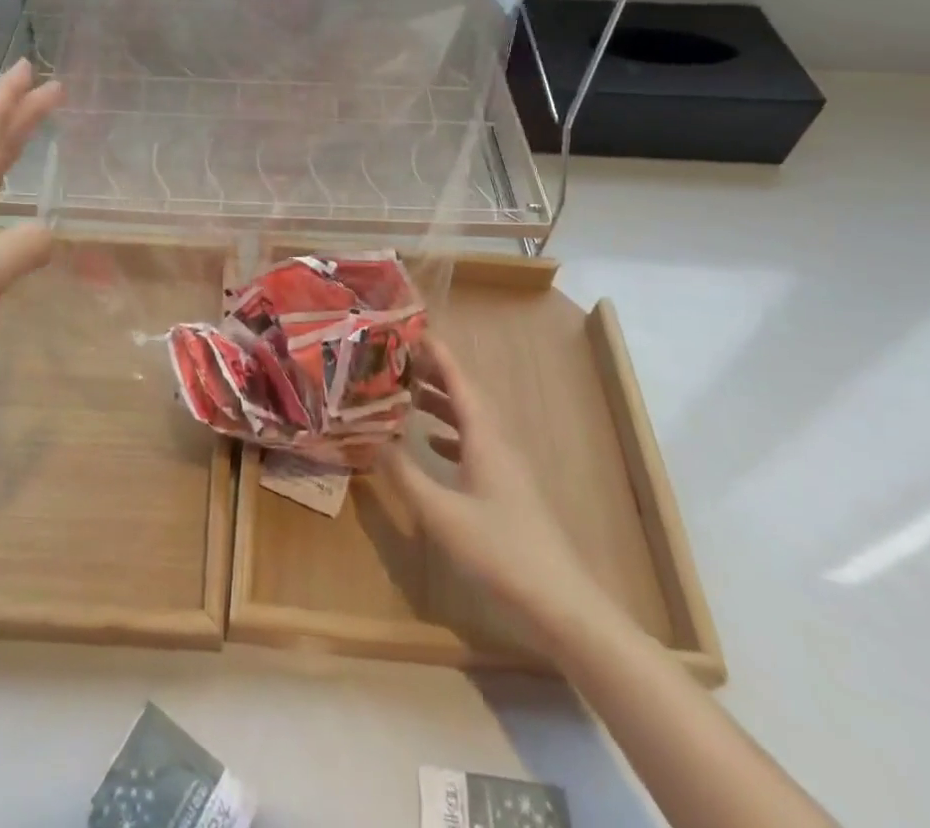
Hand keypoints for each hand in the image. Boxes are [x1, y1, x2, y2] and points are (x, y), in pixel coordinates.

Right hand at [383, 336, 617, 642]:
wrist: (559, 600)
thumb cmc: (499, 549)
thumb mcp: (441, 513)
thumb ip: (404, 474)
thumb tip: (370, 437)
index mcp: (485, 435)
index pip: (459, 379)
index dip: (436, 352)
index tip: (410, 329)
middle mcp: (497, 440)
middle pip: (465, 393)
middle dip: (433, 371)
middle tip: (396, 358)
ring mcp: (506, 464)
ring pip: (470, 417)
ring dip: (440, 401)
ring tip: (406, 392)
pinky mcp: (507, 486)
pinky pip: (475, 441)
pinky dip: (450, 431)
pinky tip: (430, 442)